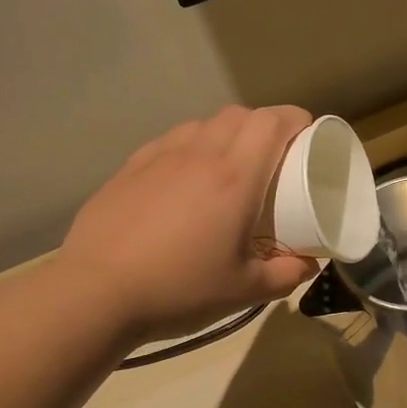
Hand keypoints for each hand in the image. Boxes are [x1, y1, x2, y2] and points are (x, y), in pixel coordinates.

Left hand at [61, 105, 320, 342]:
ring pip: (202, 124)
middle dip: (264, 126)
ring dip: (225, 134)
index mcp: (235, 177)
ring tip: (229, 167)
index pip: (272, 122)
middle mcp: (199, 154)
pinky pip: (171, 141)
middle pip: (239, 115)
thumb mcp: (244, 291)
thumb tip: (308, 264)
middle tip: (273, 157)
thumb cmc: (180, 289)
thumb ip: (286, 275)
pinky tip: (184, 180)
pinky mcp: (130, 168)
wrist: (98, 292)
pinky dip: (190, 148)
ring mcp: (160, 156)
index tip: (308, 137)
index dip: (296, 120)